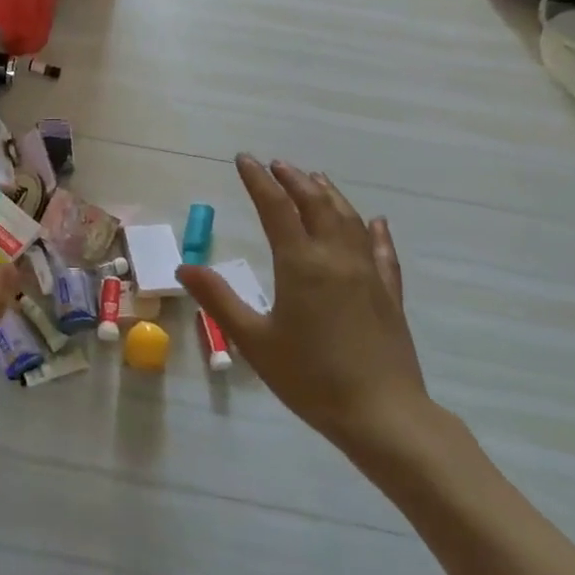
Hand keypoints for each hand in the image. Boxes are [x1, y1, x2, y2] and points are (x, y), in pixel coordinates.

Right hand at [178, 155, 443, 466]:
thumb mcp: (253, 341)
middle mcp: (336, 258)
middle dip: (294, 179)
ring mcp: (368, 273)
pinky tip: (375, 221)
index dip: (258, 180)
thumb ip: (219, 300)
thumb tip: (185, 268)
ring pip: (349, 219)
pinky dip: (374, 231)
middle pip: (316, 203)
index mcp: (301, 264)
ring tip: (314, 178)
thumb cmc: (310, 378)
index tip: (244, 159)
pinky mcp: (389, 294)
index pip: (276, 207)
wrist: (382, 415)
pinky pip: (382, 251)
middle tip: (276, 164)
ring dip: (329, 194)